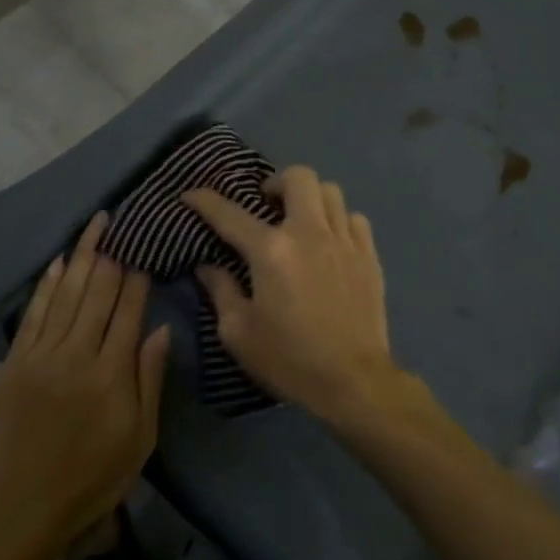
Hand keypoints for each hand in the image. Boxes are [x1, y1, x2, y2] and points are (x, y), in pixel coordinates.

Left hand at [0, 212, 170, 557]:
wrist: (20, 507)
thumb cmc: (91, 478)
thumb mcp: (139, 439)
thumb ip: (150, 380)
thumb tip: (161, 329)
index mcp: (111, 374)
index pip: (128, 311)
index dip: (138, 279)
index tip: (145, 254)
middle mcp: (76, 354)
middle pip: (97, 292)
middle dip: (112, 256)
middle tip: (123, 225)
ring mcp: (41, 354)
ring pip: (67, 293)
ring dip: (83, 255)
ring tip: (96, 225)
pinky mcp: (16, 360)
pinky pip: (35, 312)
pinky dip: (48, 283)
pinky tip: (59, 261)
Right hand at [183, 166, 400, 423]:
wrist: (354, 381)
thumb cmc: (289, 359)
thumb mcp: (239, 333)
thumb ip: (221, 291)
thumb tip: (207, 265)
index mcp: (271, 251)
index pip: (229, 213)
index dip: (205, 200)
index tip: (191, 194)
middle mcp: (308, 233)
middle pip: (297, 177)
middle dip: (276, 182)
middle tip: (266, 204)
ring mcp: (344, 241)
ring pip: (330, 191)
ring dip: (309, 198)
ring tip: (300, 220)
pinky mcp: (369, 256)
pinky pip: (354, 218)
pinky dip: (338, 221)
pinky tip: (331, 242)